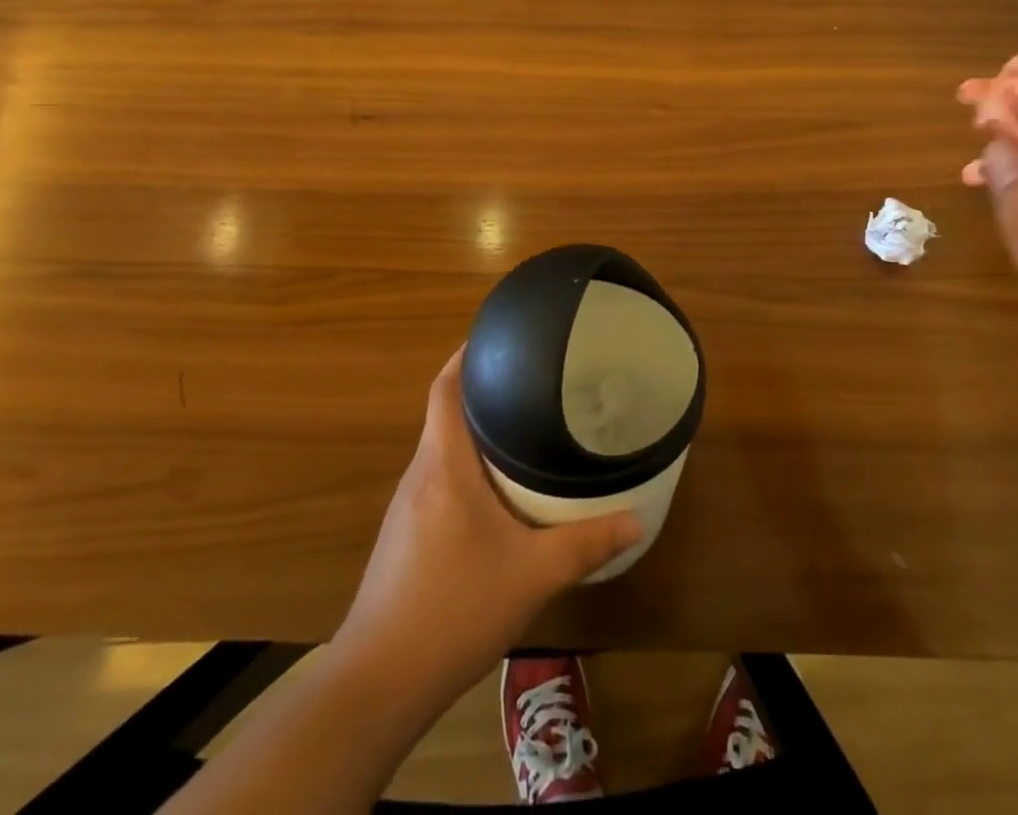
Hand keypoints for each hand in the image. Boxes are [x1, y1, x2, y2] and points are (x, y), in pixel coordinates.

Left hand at [333, 349, 642, 701]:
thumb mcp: (532, 575)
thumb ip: (586, 544)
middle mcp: (420, 474)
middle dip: (481, 391)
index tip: (498, 337)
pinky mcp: (403, 535)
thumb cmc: (454, 609)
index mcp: (444, 465)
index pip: (445, 387)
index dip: (466, 355)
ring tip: (520, 428)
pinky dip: (464, 467)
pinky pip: (437, 479)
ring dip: (473, 432)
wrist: (379, 681)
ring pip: (441, 449)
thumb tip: (637, 519)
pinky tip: (494, 493)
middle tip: (530, 381)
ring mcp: (406, 506)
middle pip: (444, 412)